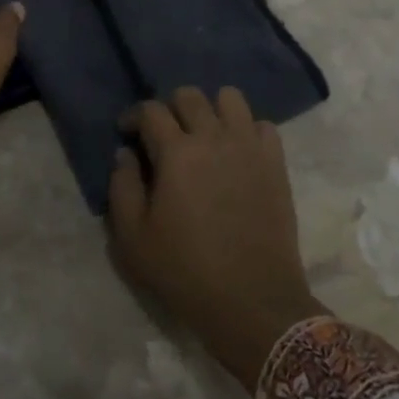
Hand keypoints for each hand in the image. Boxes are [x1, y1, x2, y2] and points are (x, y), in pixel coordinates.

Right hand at [108, 87, 324, 391]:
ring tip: (204, 136)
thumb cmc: (186, 272)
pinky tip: (236, 154)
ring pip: (230, 98)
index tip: (128, 133)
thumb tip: (125, 154)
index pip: (151, 110)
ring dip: (212, 110)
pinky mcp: (275, 162)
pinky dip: (246, 130)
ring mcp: (249, 146)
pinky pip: (262, 125)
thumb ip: (122, 188)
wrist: (253, 303)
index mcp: (176, 152)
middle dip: (170, 108)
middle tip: (165, 136)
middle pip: (189, 95)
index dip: (134, 116)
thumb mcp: (133, 239)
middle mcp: (214, 137)